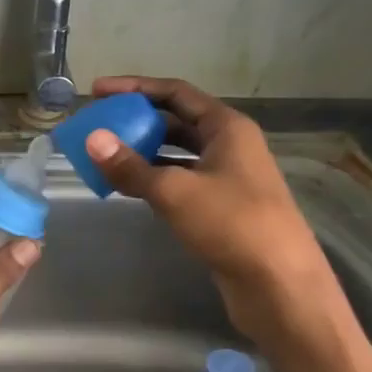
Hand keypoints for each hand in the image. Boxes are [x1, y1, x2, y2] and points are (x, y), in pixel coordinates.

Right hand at [83, 76, 334, 338]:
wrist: (278, 284)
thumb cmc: (232, 224)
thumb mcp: (175, 191)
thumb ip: (130, 166)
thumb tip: (92, 139)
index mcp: (227, 127)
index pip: (175, 92)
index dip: (134, 88)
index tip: (97, 92)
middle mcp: (228, 145)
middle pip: (175, 120)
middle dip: (135, 120)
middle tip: (97, 125)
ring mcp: (225, 177)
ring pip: (176, 153)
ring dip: (141, 151)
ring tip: (103, 155)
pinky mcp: (219, 207)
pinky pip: (178, 180)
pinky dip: (151, 178)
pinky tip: (125, 186)